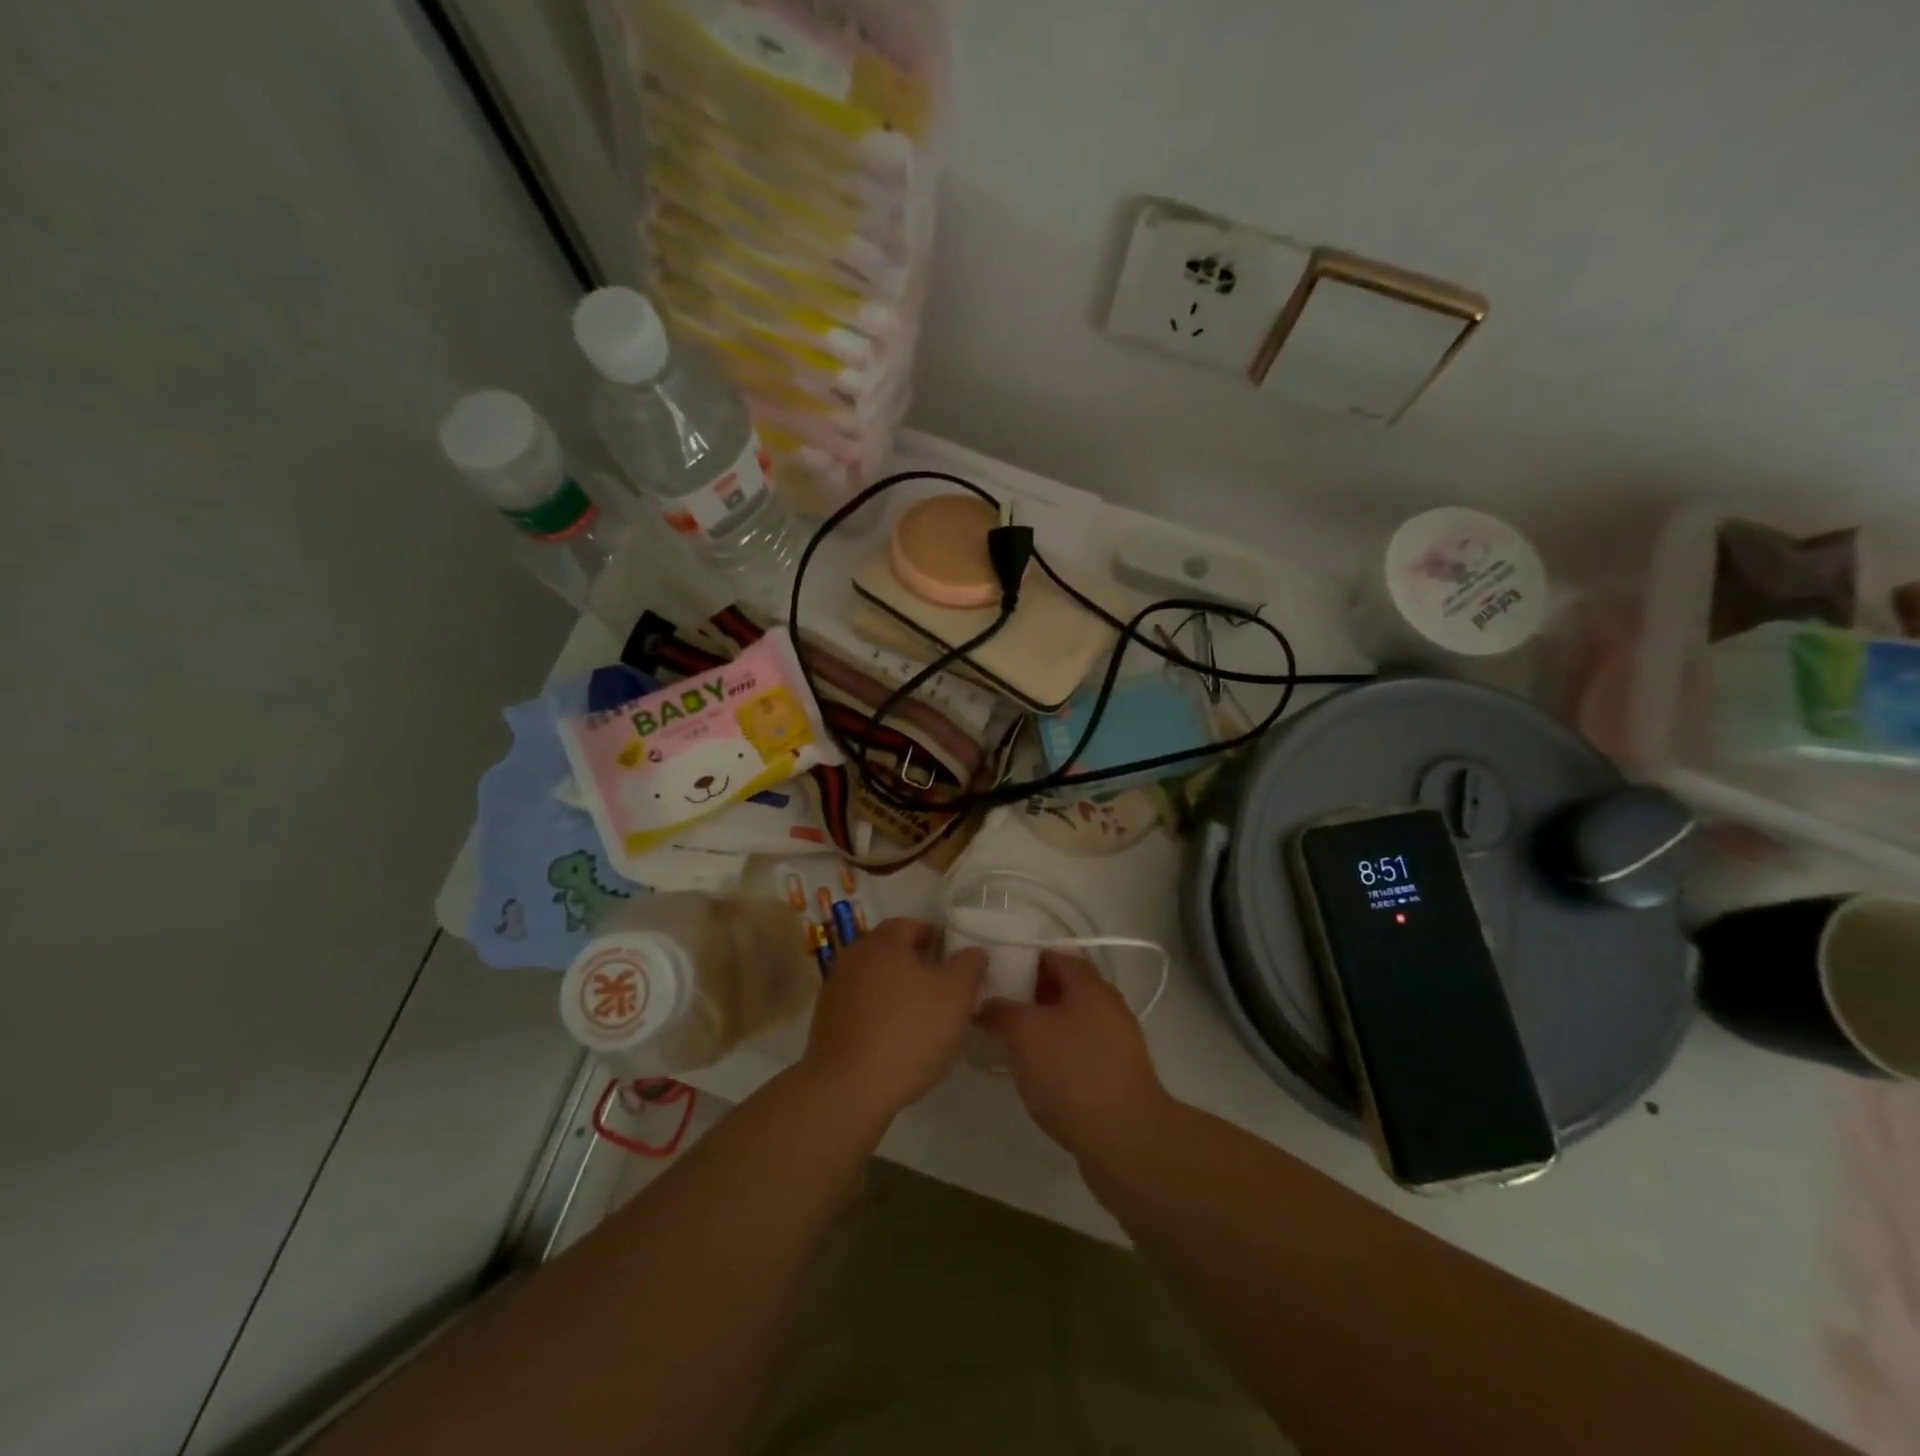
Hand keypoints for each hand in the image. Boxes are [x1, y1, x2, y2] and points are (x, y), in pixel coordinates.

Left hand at [800, 918, 985, 1122]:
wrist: (848, 1089)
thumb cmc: (908, 1031)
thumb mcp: (956, 994)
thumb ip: (969, 965)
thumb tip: (972, 952)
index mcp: (883, 941)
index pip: (913, 925)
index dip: (938, 941)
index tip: (958, 964)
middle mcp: (854, 957)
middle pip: (892, 954)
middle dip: (919, 969)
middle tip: (946, 993)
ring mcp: (835, 991)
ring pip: (876, 983)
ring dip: (899, 995)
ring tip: (925, 1023)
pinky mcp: (826, 1025)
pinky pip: (862, 1011)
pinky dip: (881, 1019)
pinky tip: (898, 1045)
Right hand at [978, 951, 1170, 1158]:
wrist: (1125, 1139)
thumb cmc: (1071, 1072)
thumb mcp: (1023, 1034)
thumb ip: (1000, 1010)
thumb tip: (984, 1003)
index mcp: (1090, 984)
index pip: (1054, 954)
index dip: (1023, 958)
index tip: (994, 971)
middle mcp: (1108, 1005)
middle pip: (1065, 987)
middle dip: (1030, 994)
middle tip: (996, 1006)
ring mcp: (1117, 1041)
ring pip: (1072, 1020)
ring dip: (1044, 1026)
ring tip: (1009, 1039)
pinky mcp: (1117, 1073)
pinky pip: (1081, 1049)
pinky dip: (1058, 1052)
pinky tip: (1036, 1071)